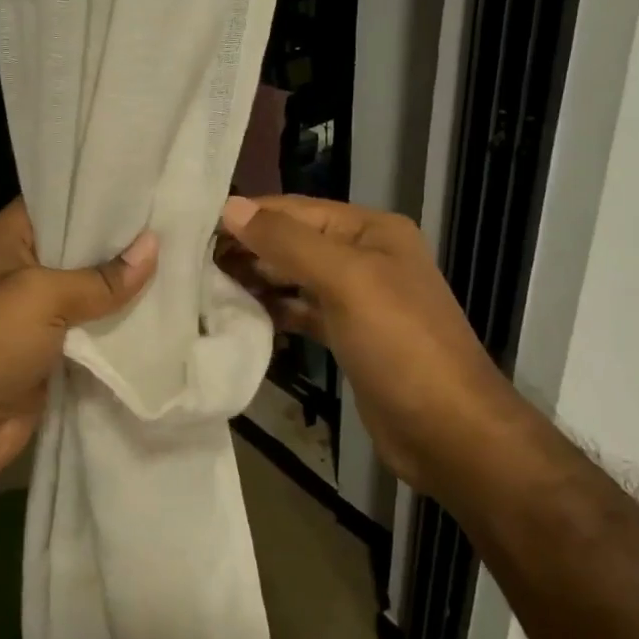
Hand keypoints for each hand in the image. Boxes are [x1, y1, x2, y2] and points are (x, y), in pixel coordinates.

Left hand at [0, 198, 157, 494]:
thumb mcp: (43, 296)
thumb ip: (101, 277)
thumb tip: (154, 247)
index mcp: (8, 239)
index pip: (59, 202)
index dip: (101, 196)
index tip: (149, 187)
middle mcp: (22, 269)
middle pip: (80, 249)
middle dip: (123, 244)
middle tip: (177, 226)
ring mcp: (37, 313)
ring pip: (91, 293)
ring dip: (126, 289)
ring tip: (182, 263)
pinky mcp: (53, 352)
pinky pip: (94, 332)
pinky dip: (120, 328)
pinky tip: (164, 313)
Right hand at [216, 194, 524, 492]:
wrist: (448, 431)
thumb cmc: (400, 345)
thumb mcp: (346, 281)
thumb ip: (287, 242)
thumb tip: (231, 207)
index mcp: (371, 231)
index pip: (296, 210)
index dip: (248, 216)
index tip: (193, 226)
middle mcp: (364, 256)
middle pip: (293, 242)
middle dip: (247, 249)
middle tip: (190, 262)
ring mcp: (356, 298)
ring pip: (294, 278)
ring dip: (255, 281)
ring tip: (204, 287)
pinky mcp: (347, 336)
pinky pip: (301, 312)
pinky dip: (273, 312)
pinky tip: (239, 317)